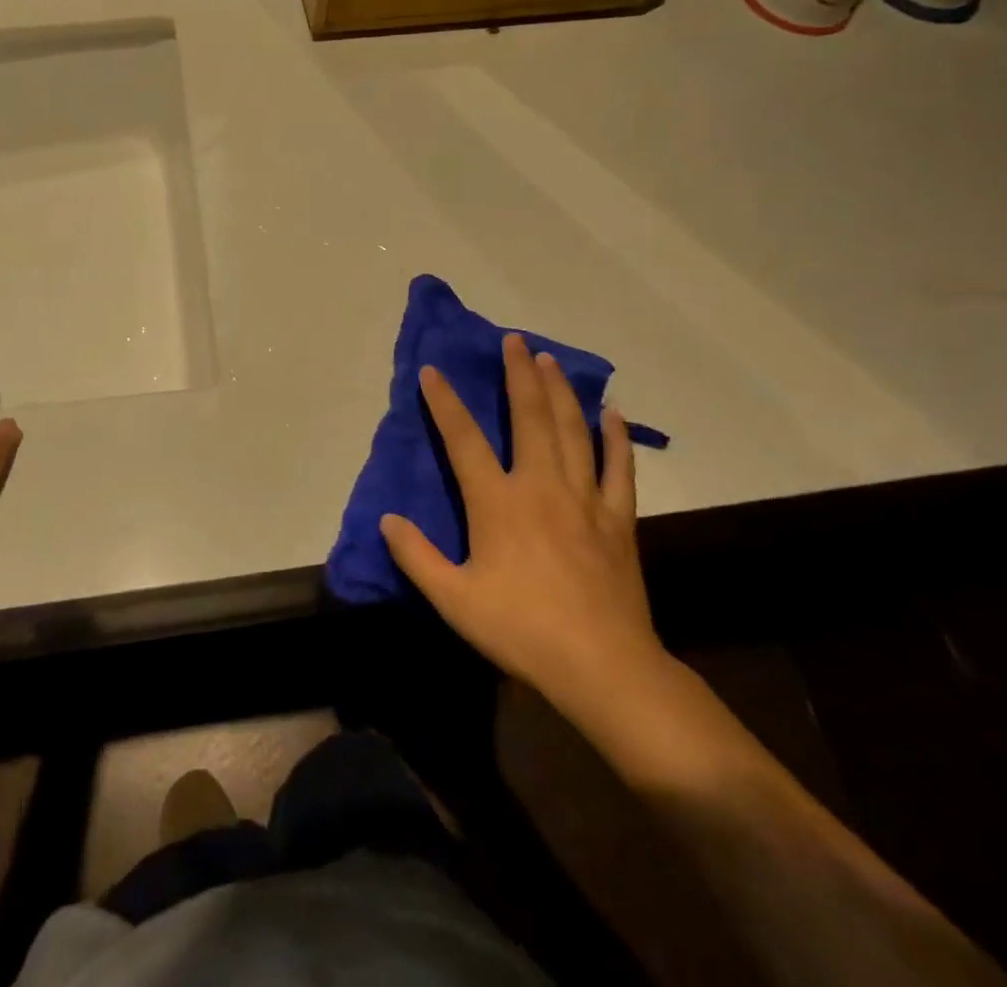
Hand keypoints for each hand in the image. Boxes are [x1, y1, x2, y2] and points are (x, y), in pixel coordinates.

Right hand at [381, 333, 668, 716]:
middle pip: (529, 417)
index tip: (433, 370)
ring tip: (550, 360)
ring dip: (560, 391)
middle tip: (513, 341)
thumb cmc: (522, 629)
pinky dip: (616, 437)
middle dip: (518, 375)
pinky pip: (619, 467)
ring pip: (572, 431)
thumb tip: (387, 519)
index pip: (463, 440)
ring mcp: (585, 498)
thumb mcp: (454, 599)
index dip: (444, 402)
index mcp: (498, 502)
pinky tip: (612, 413)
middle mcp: (541, 486)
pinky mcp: (618, 518)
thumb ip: (416, 556)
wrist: (603, 666)